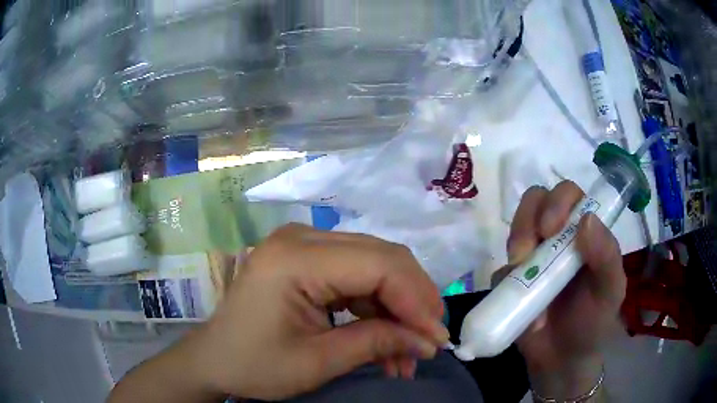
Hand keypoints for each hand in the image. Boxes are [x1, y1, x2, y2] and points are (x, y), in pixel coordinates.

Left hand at [187, 224, 448, 400]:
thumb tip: (428, 341)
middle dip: (413, 301)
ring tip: (408, 351)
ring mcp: (304, 245)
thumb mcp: (316, 362)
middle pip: (382, 257)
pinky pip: (357, 276)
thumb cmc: (253, 365)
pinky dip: (377, 308)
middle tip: (428, 341)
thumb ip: (376, 344)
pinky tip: (386, 338)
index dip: (416, 300)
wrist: (214, 359)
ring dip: (397, 308)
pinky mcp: (307, 260)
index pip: (378, 264)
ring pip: (375, 265)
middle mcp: (302, 238)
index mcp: (295, 257)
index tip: (435, 338)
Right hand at [496, 181, 625, 398]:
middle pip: (536, 201)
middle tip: (528, 250)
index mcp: (584, 232)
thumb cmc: (593, 321)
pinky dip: (504, 280)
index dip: (557, 201)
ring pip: (515, 226)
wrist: (562, 359)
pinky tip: (514, 302)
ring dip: (515, 243)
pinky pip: (500, 268)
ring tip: (520, 274)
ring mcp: (533, 256)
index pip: (568, 195)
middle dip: (528, 219)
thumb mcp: (610, 290)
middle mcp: (557, 237)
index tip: (551, 228)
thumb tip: (586, 219)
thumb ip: (606, 255)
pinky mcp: (511, 280)